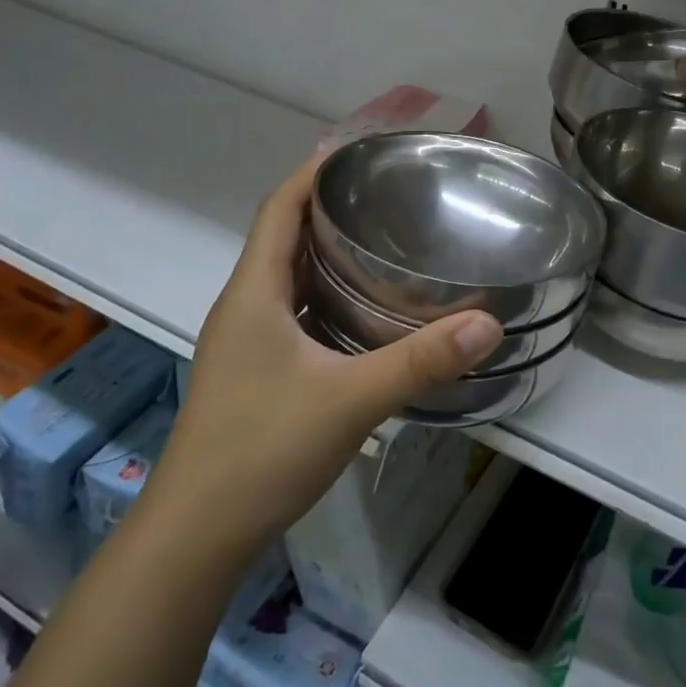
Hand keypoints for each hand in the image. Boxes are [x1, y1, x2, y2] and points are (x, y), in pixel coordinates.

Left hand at [150, 155, 503, 556]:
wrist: (196, 535)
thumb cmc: (262, 450)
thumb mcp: (350, 400)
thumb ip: (420, 361)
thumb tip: (489, 323)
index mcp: (254, 293)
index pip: (278, 209)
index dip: (311, 172)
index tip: (356, 151)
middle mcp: (244, 307)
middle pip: (283, 237)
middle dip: (328, 209)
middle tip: (386, 196)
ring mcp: (245, 344)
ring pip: (288, 279)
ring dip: (326, 255)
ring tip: (382, 243)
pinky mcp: (253, 374)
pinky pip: (292, 314)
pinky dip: (325, 298)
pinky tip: (363, 315)